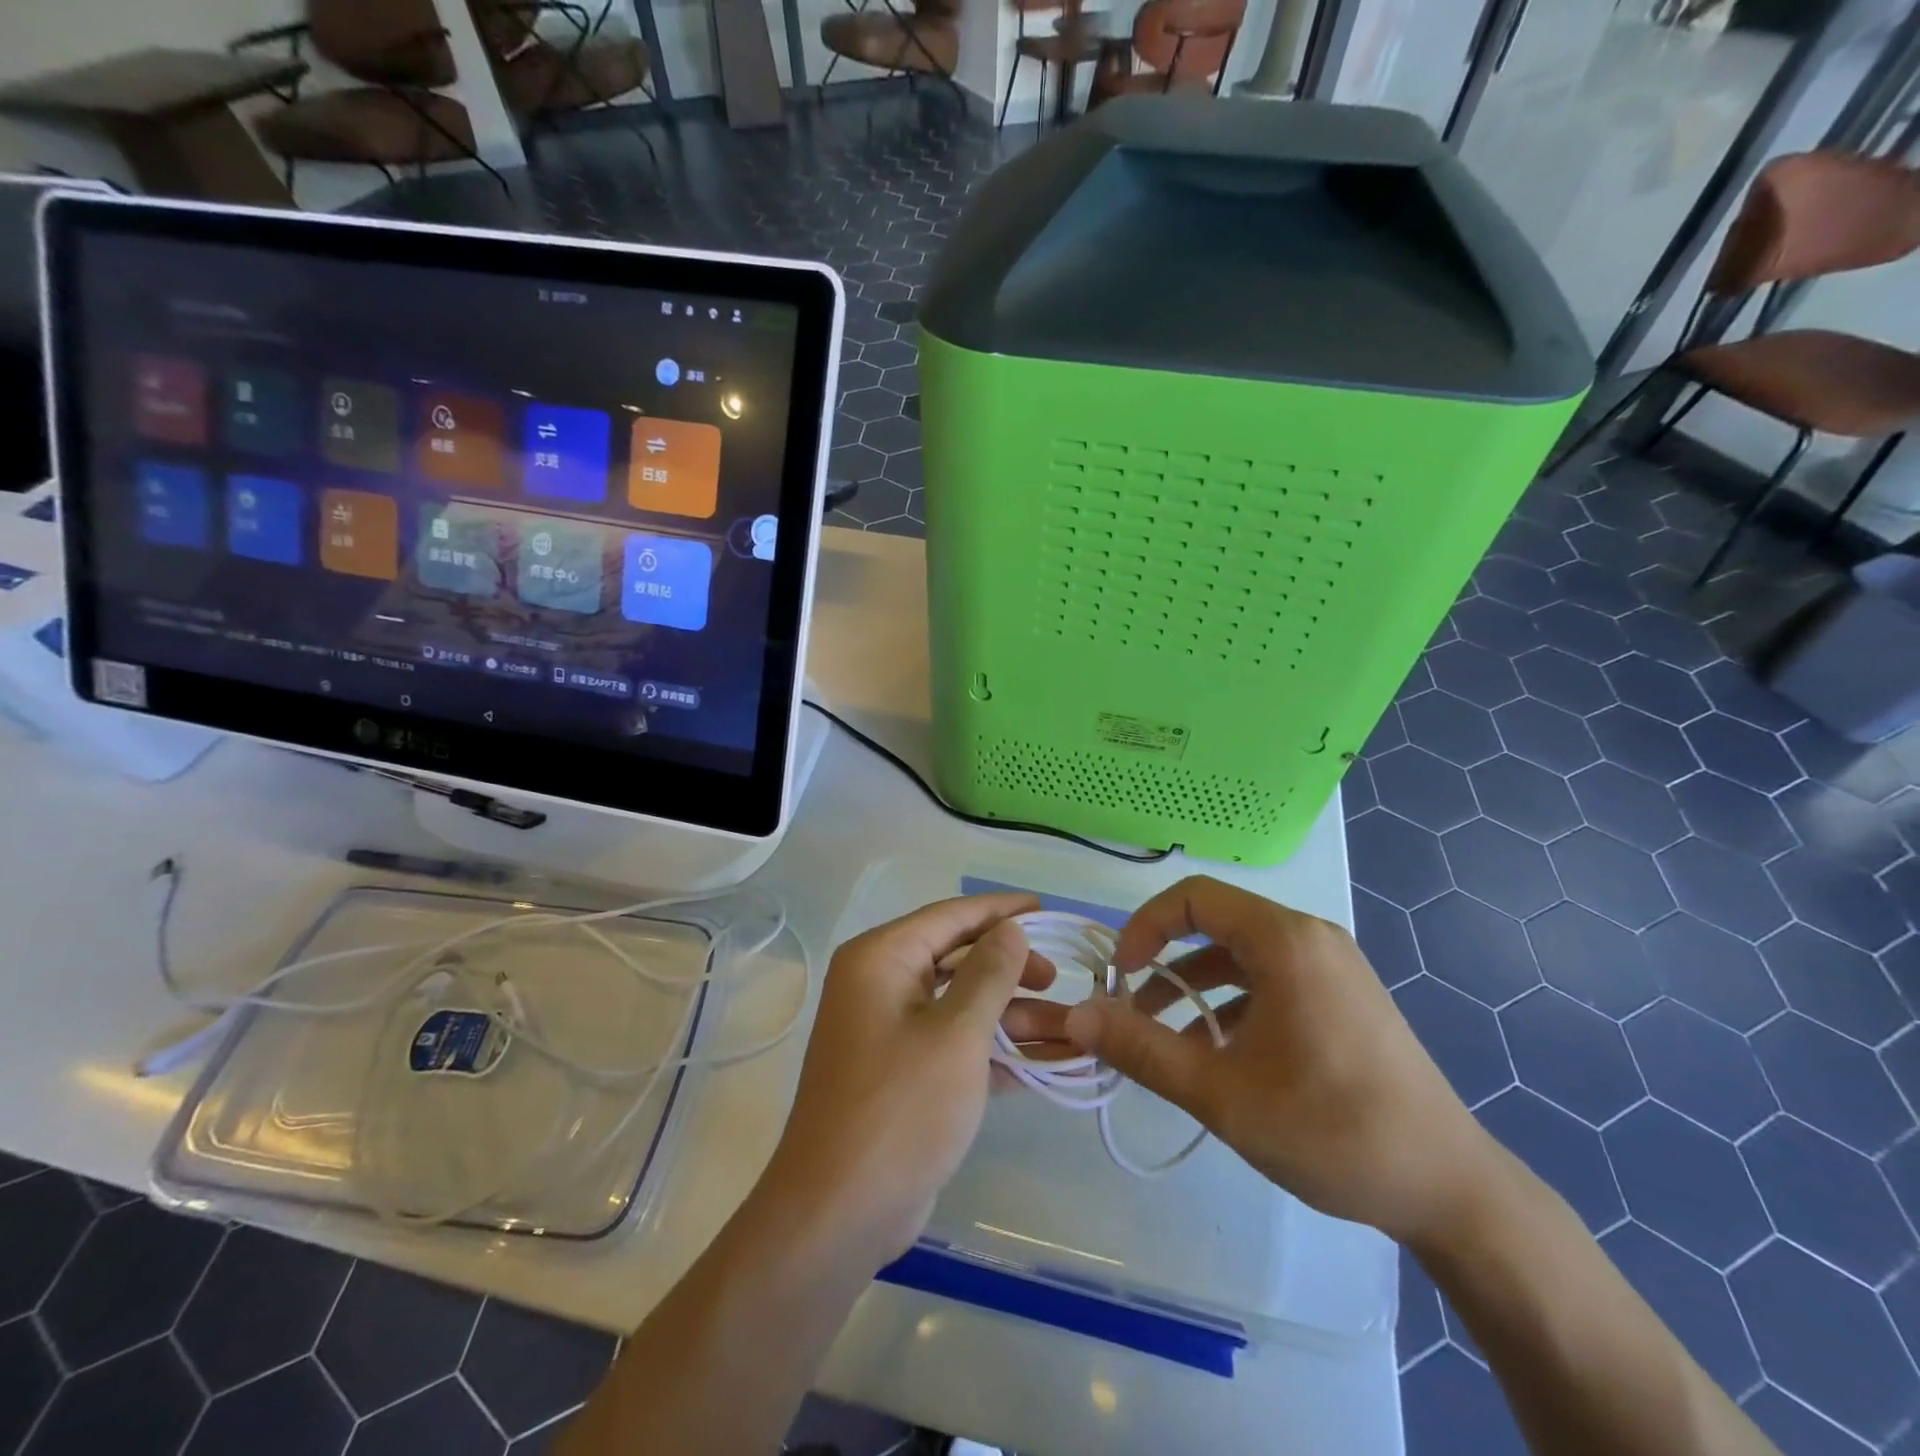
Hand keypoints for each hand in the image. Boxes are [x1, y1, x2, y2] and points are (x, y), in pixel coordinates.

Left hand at [761, 893, 1054, 1264]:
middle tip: (1060, 980)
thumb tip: (1010, 929)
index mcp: (881, 959)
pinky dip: (1000, 1051)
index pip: (949, 917)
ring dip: (1017, 1017)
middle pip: (959, 960)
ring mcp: (892, 1032)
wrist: (839, 1214)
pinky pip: (958, 1044)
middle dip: (1013, 970)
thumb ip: (989, 974)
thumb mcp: (956, 1034)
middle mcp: (882, 985)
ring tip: (1076, 1028)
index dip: (1000, 911)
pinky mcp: (906, 1074)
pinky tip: (1052, 1060)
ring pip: (964, 1006)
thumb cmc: (900, 1108)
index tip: (1046, 910)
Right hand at [1051, 876, 1500, 1248]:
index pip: (1193, 898)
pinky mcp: (1344, 998)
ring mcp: (1333, 967)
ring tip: (1163, 1041)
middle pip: (1216, 924)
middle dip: (1164, 962)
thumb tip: (1075, 1017)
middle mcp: (1310, 938)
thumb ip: (1141, 1049)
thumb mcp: (1221, 1093)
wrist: (1452, 1191)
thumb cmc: (1331, 1129)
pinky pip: (1271, 981)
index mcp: (1285, 941)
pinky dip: (1231, 1005)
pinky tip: (1216, 1056)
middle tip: (1131, 1007)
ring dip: (1194, 989)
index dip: (1144, 927)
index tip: (1118, 976)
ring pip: (1241, 957)